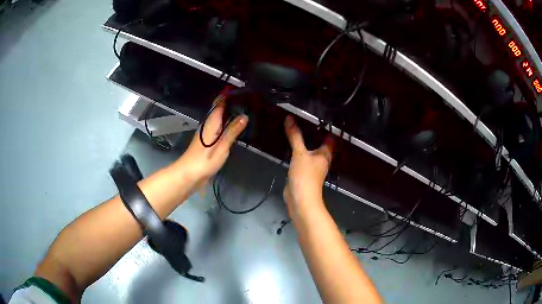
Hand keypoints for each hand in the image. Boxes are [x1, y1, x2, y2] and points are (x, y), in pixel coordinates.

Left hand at [178, 99, 247, 185]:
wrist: (189, 175)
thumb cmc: (204, 161)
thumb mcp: (222, 147)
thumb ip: (232, 131)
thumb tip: (244, 116)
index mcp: (211, 122)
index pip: (220, 102)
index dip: (230, 95)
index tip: (244, 91)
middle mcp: (209, 124)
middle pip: (220, 108)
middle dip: (233, 103)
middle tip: (250, 102)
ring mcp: (208, 132)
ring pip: (220, 118)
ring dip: (231, 113)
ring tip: (247, 111)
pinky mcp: (208, 140)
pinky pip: (220, 127)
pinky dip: (228, 124)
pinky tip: (237, 127)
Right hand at [283, 115, 333, 211]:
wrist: (300, 199)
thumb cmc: (305, 175)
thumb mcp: (299, 153)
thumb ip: (295, 136)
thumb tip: (290, 118)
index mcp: (325, 154)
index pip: (330, 138)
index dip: (327, 127)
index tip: (320, 116)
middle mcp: (321, 160)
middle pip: (321, 144)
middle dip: (315, 134)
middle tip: (306, 119)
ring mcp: (312, 167)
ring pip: (311, 151)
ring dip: (306, 143)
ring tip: (298, 129)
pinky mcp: (303, 173)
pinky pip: (302, 158)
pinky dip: (299, 151)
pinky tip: (292, 145)